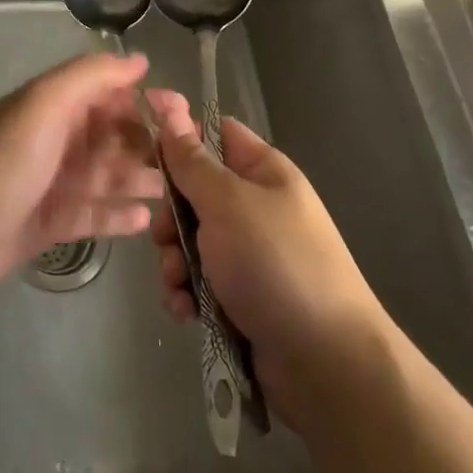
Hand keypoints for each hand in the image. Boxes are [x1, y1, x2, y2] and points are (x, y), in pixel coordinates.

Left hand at [0, 51, 164, 297]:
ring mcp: (56, 183)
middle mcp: (59, 140)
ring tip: (172, 190)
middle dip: (147, 145)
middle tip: (187, 162)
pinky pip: (94, 215)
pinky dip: (117, 215)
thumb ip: (91, 76)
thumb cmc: (4, 159)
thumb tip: (139, 61)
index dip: (143, 101)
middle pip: (113, 137)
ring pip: (108, 177)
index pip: (108, 95)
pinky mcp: (52, 223)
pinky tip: (144, 220)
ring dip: (138, 180)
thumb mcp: (46, 103)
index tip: (180, 114)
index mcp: (57, 106)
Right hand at [147, 89, 389, 430]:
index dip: (180, 138)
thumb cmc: (276, 264)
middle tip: (166, 238)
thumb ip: (191, 161)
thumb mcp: (227, 203)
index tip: (144, 151)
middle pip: (195, 191)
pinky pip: (201, 281)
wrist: (328, 365)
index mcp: (263, 171)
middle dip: (172, 217)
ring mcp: (250, 254)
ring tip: (178, 284)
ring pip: (193, 240)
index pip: (215, 134)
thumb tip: (169, 107)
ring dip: (175, 261)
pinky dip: (188, 293)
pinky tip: (187, 311)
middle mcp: (256, 206)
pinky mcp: (243, 297)